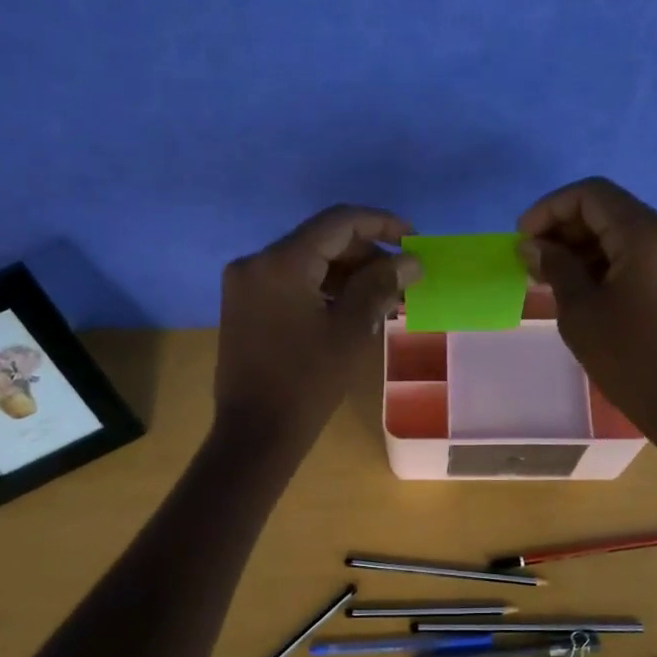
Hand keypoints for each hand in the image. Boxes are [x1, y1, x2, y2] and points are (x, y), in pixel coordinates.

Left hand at [214, 204, 419, 452]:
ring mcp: (245, 285)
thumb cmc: (307, 383)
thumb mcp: (351, 331)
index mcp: (281, 262)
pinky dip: (322, 289)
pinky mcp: (244, 307)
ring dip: (345, 274)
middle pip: (320, 240)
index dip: (380, 223)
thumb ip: (380, 286)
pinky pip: (290, 283)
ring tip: (383, 298)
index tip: (413, 238)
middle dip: (365, 254)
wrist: (256, 434)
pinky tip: (351, 310)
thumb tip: (412, 261)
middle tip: (401, 279)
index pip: (338, 222)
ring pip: (305, 262)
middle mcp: (256, 262)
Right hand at [518, 177, 656, 450]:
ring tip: (553, 279)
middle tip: (533, 263)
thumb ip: (555, 267)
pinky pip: (645, 252)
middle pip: (611, 210)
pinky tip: (587, 287)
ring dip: (587, 247)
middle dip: (566, 230)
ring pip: (627, 231)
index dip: (549, 209)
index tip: (522, 239)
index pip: (591, 195)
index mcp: (650, 235)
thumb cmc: (631, 362)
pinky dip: (612, 261)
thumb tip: (533, 244)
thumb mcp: (581, 313)